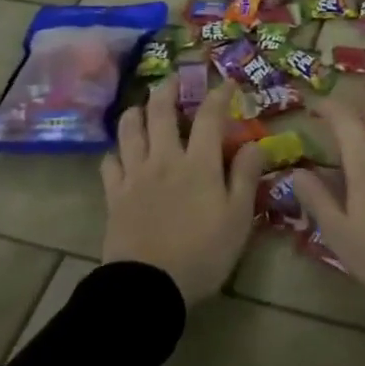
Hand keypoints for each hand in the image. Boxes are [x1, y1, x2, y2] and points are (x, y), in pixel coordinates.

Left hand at [101, 80, 263, 305]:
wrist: (149, 287)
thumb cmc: (203, 254)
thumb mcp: (238, 219)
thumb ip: (246, 177)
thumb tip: (255, 143)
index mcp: (199, 164)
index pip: (209, 117)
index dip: (218, 95)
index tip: (225, 82)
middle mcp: (164, 159)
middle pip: (160, 112)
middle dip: (167, 89)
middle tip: (172, 78)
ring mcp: (135, 175)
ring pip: (129, 131)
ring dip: (135, 113)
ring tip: (140, 107)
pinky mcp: (114, 195)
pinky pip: (109, 164)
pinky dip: (114, 153)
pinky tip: (119, 154)